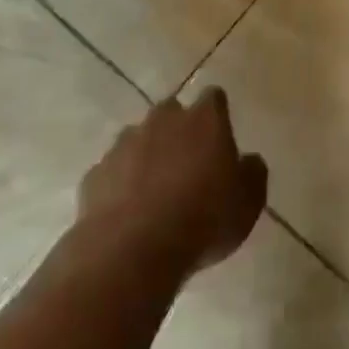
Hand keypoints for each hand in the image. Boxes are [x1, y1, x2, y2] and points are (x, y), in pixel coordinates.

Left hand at [76, 89, 267, 278]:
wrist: (132, 250)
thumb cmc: (203, 219)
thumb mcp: (249, 202)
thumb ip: (252, 173)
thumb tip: (248, 161)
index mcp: (205, 119)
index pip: (214, 98)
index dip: (218, 114)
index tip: (220, 136)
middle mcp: (164, 120)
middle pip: (172, 112)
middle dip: (178, 130)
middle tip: (187, 164)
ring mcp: (125, 144)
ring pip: (139, 139)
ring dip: (147, 155)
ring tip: (155, 191)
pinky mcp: (96, 173)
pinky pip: (113, 171)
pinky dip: (120, 183)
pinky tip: (128, 212)